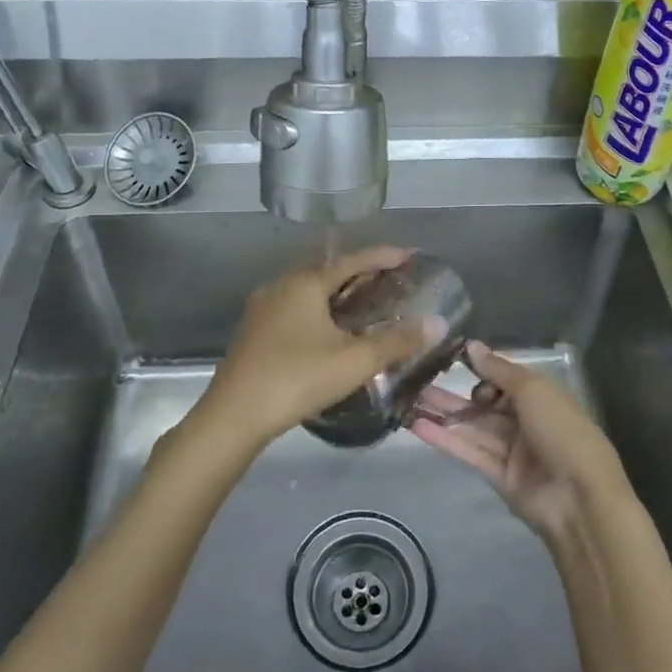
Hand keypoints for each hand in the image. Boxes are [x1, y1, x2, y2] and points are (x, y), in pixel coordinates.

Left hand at [198, 247, 447, 448]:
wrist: (233, 416)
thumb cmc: (296, 379)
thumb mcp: (354, 362)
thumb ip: (397, 342)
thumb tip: (438, 323)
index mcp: (305, 283)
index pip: (351, 260)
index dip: (382, 256)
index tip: (408, 256)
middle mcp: (281, 286)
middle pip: (326, 270)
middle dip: (358, 272)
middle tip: (388, 280)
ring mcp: (263, 307)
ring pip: (307, 289)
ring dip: (335, 291)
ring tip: (362, 303)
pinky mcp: (253, 330)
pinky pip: (293, 306)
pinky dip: (317, 308)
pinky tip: (328, 330)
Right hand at [409, 342, 631, 543]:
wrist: (580, 498)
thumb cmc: (562, 431)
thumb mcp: (533, 390)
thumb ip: (499, 370)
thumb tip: (471, 346)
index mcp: (541, 397)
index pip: (504, 379)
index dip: (481, 371)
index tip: (450, 361)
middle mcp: (525, 421)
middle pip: (484, 405)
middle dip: (453, 394)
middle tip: (417, 381)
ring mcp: (511, 451)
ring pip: (472, 428)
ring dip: (442, 415)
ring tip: (407, 401)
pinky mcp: (498, 477)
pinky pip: (469, 452)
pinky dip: (445, 440)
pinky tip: (418, 425)